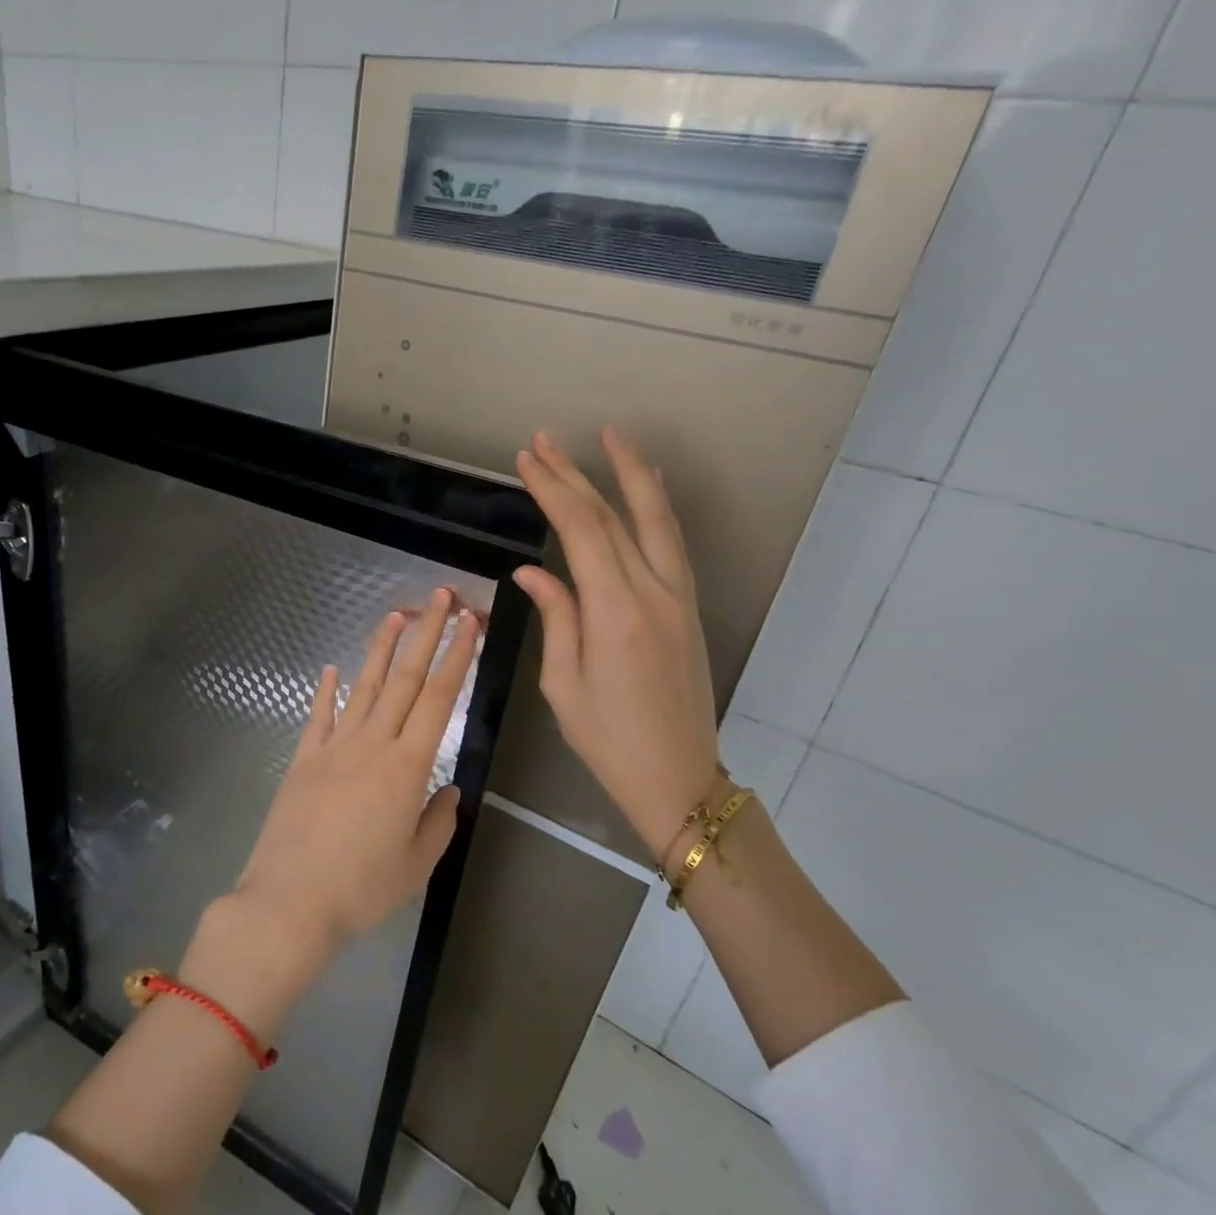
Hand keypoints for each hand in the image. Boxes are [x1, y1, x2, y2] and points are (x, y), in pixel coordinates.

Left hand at [231, 588, 478, 963]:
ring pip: (363, 687)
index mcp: (407, 767)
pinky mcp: (303, 761)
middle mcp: (371, 745)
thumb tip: (448, 789)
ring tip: (397, 615)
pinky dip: (326, 691)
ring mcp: (333, 748)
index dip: (457, 657)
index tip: (470, 625)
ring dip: (381, 649)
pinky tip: (331, 669)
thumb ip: (438, 821)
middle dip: (427, 634)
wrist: (289, 903)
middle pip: (404, 679)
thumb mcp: (416, 864)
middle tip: (441, 597)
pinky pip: (318, 716)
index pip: (438, 699)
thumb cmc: (361, 890)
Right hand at [512, 429, 718, 861]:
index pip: (581, 531)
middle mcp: (653, 592)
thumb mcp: (564, 683)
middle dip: (577, 474)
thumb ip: (556, 617)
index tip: (527, 460)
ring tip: (609, 437)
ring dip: (631, 474)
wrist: (678, 777)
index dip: (553, 489)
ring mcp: (678, 597)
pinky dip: (658, 507)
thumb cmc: (607, 739)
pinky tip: (649, 486)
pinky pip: (673, 543)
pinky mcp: (688, 607)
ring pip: (655, 520)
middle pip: (614, 516)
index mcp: (615, 613)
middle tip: (544, 441)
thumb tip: (532, 572)